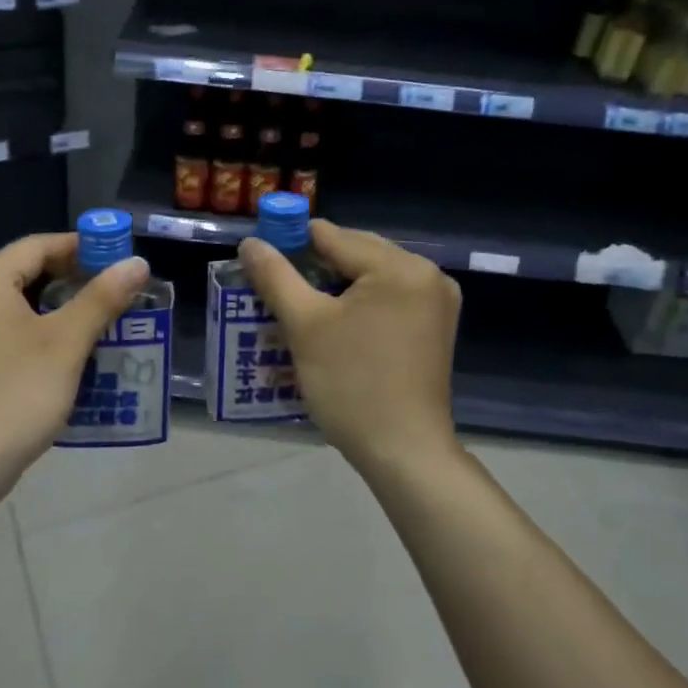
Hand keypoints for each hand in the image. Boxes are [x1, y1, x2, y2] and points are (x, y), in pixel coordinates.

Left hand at [0, 233, 148, 496]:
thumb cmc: (14, 396)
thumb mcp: (66, 344)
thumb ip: (102, 298)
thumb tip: (137, 263)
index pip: (38, 245)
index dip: (83, 247)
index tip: (120, 261)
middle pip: (28, 272)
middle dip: (76, 280)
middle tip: (118, 292)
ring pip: (21, 304)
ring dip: (63, 309)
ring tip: (105, 320)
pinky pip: (10, 329)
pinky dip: (42, 332)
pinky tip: (74, 351)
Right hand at [237, 219, 461, 473]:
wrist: (404, 451)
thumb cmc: (352, 385)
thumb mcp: (305, 327)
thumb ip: (276, 277)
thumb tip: (250, 243)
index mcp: (400, 266)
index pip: (333, 236)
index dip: (291, 243)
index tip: (260, 262)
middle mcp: (427, 274)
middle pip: (356, 253)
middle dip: (314, 266)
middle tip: (276, 289)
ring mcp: (437, 301)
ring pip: (371, 277)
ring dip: (334, 287)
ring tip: (298, 307)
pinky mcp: (435, 326)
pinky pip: (388, 298)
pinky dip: (358, 304)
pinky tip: (333, 324)